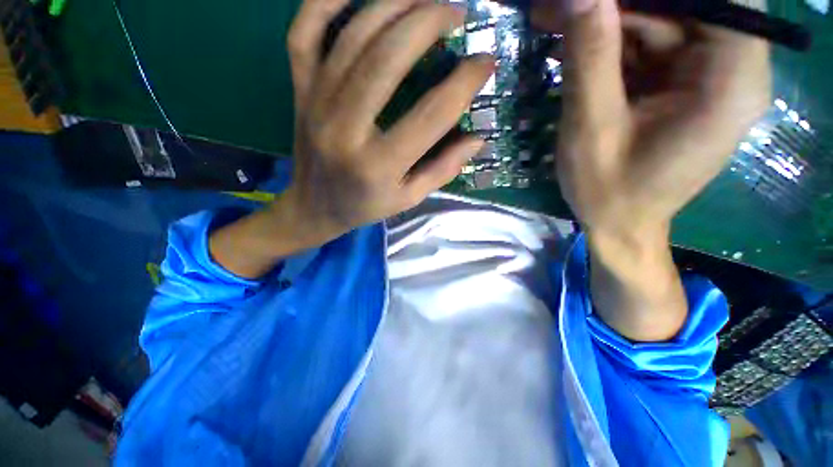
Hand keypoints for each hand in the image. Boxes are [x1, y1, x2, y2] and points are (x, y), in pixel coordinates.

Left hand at [210, 0, 494, 278]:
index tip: (486, 62)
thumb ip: (443, 169)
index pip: (431, 114)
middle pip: (388, 58)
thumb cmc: (365, 205)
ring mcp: (316, 102)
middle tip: (457, 12)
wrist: (314, 207)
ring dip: (394, 3)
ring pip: (353, 35)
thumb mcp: (409, 198)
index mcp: (378, 164)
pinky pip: (305, 31)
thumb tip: (478, 138)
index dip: (464, 82)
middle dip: (429, 22)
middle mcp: (345, 128)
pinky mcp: (299, 89)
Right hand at [556, 0, 770, 240]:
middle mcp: (731, 70)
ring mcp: (706, 76)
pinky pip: (650, 44)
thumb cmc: (608, 192)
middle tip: (561, 5)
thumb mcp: (592, 129)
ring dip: (608, 19)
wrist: (619, 224)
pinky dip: (611, 41)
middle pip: (688, 3)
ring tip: (552, 18)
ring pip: (662, 19)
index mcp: (729, 83)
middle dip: (621, 2)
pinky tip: (573, 44)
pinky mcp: (683, 84)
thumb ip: (591, 59)